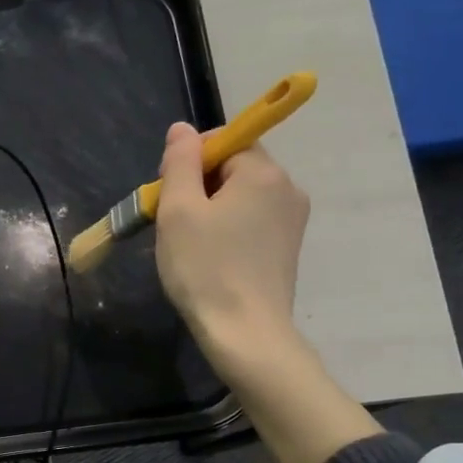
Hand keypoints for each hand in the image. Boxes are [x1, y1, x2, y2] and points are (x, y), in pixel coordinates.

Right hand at [152, 121, 379, 462]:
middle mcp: (288, 188)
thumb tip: (183, 129)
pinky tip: (212, 257)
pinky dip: (229, 229)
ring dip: (212, 209)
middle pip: (235, 167)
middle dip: (200, 185)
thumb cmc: (205, 268)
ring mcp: (293, 220)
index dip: (191, 160)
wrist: (245, 334)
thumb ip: (180, 162)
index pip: (225, 140)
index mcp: (264, 172)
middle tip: (174, 221)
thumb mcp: (179, 210)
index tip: (170, 194)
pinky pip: (253, 220)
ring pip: (242, 195)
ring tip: (190, 243)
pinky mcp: (288, 247)